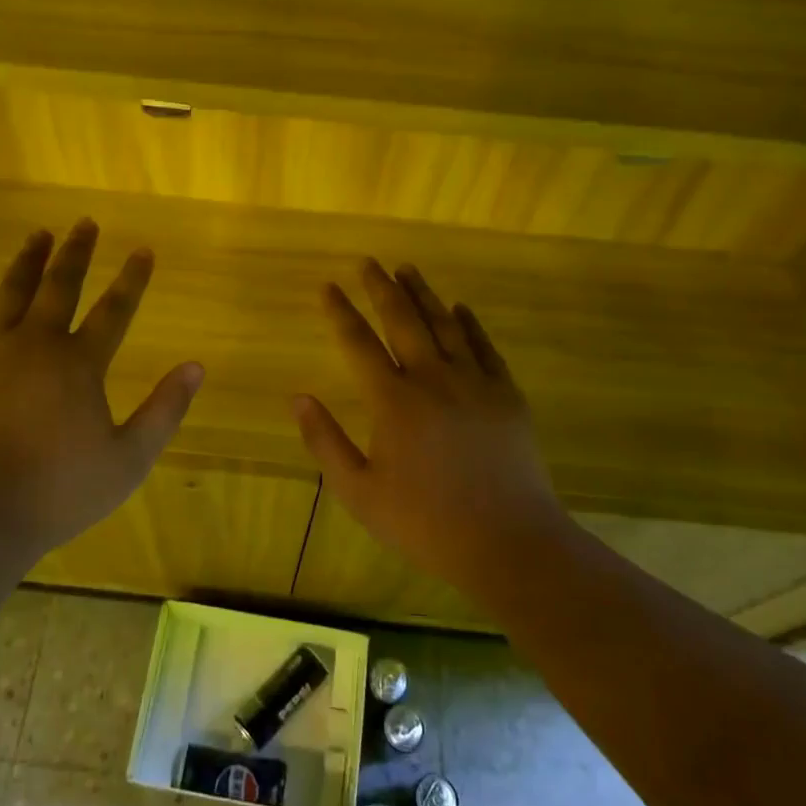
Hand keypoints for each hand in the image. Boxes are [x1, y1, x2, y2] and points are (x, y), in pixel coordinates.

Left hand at [0, 218, 202, 561]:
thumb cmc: (58, 492)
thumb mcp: (128, 459)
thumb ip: (165, 410)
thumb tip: (197, 366)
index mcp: (80, 364)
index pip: (114, 310)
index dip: (132, 279)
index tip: (143, 251)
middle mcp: (35, 344)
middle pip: (60, 286)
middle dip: (76, 252)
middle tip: (85, 223)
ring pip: (11, 292)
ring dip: (28, 261)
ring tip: (38, 234)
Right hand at [293, 260, 574, 600]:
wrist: (507, 542)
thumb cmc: (424, 522)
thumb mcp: (359, 492)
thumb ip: (326, 442)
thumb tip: (298, 398)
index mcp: (393, 401)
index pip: (358, 343)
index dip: (341, 312)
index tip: (328, 286)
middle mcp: (433, 379)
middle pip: (403, 320)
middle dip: (382, 288)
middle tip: (369, 263)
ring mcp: (475, 383)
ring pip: (445, 325)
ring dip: (423, 295)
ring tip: (408, 270)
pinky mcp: (507, 395)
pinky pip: (485, 347)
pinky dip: (470, 324)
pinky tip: (460, 308)